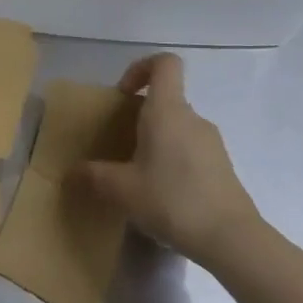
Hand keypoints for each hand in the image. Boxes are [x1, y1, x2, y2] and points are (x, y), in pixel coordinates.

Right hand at [72, 53, 266, 270]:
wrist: (231, 238)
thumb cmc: (172, 200)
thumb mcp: (122, 190)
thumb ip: (93, 177)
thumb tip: (71, 173)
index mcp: (167, 110)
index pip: (164, 63)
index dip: (141, 68)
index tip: (123, 94)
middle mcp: (192, 118)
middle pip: (167, 99)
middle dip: (140, 116)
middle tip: (121, 145)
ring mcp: (212, 142)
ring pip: (178, 127)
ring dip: (157, 142)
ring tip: (140, 176)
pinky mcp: (222, 166)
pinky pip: (191, 150)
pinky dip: (174, 161)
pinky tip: (164, 195)